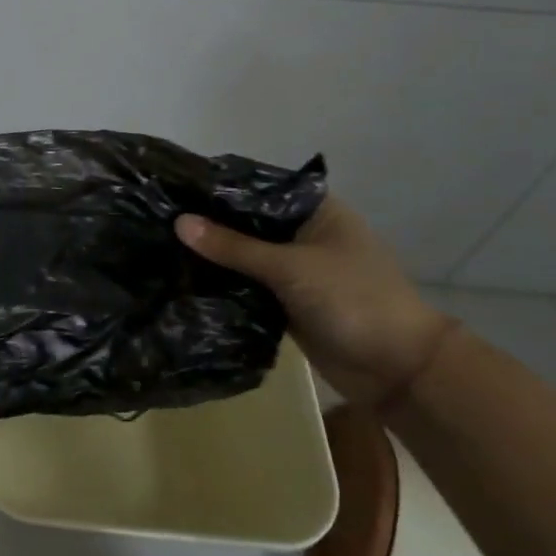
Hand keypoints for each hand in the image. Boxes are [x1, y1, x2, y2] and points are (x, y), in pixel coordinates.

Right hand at [176, 197, 455, 405]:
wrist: (398, 370)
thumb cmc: (353, 300)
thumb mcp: (290, 267)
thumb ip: (233, 246)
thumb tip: (179, 222)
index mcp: (315, 210)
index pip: (257, 188)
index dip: (218, 187)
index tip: (173, 185)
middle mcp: (302, 233)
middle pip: (247, 222)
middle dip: (208, 223)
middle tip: (158, 216)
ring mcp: (294, 269)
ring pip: (243, 254)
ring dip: (212, 255)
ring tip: (160, 243)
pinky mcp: (286, 300)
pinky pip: (246, 284)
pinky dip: (222, 282)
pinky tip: (183, 276)